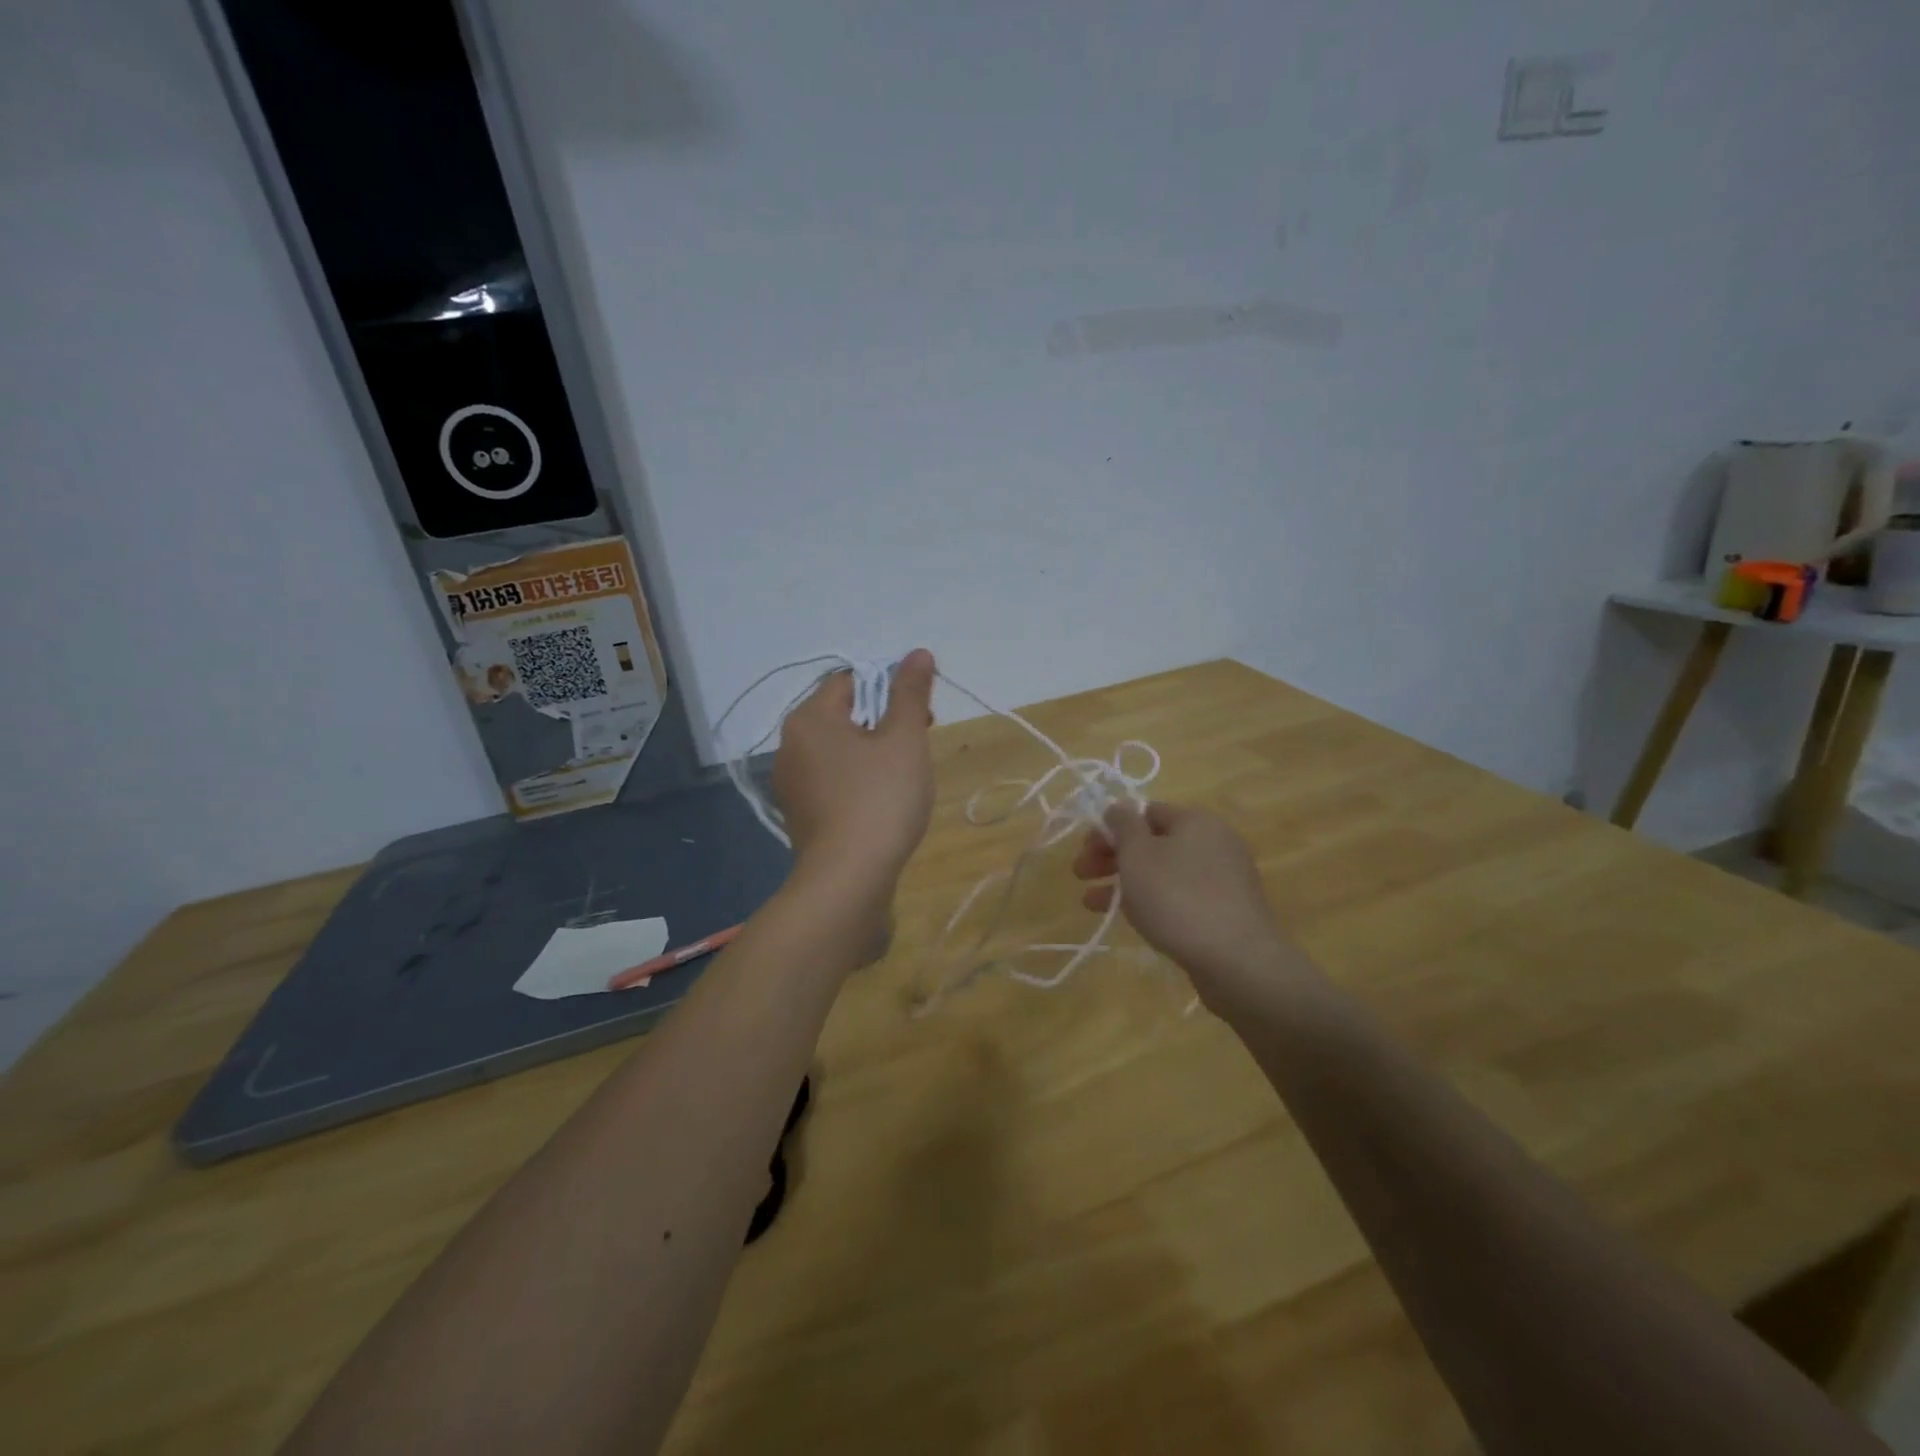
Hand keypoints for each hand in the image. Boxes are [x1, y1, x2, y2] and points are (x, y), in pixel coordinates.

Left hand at [773, 649, 936, 887]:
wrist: (848, 879)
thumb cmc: (880, 799)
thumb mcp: (904, 739)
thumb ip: (910, 692)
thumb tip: (917, 652)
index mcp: (809, 719)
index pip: (851, 680)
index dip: (890, 688)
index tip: (921, 714)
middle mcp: (790, 745)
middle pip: (844, 714)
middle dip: (885, 721)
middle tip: (919, 743)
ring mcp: (791, 782)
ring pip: (840, 749)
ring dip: (874, 751)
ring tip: (906, 775)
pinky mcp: (800, 813)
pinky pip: (833, 779)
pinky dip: (858, 779)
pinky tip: (883, 801)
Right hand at [1072, 802, 1306, 1010]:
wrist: (1238, 960)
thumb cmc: (1178, 897)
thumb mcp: (1138, 854)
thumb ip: (1123, 825)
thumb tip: (1119, 808)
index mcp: (1195, 820)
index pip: (1144, 812)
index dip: (1110, 827)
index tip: (1084, 850)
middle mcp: (1214, 842)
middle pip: (1152, 842)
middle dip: (1112, 857)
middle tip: (1080, 875)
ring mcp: (1223, 878)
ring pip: (1163, 872)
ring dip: (1125, 882)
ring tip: (1091, 903)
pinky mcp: (1226, 911)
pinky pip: (1180, 896)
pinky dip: (1152, 901)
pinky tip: (1129, 919)